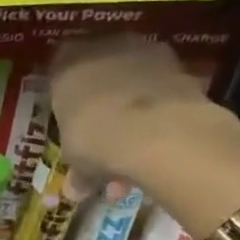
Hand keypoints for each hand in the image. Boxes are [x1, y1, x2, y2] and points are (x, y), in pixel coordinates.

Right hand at [46, 36, 230, 184]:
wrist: (157, 129)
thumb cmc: (96, 137)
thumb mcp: (76, 158)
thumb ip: (77, 169)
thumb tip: (76, 189)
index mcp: (67, 66)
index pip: (58, 70)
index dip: (63, 94)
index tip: (67, 117)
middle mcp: (104, 49)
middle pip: (99, 72)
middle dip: (100, 102)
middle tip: (102, 136)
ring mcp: (146, 53)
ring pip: (132, 82)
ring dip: (132, 112)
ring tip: (133, 153)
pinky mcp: (180, 66)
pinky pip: (160, 91)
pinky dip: (157, 113)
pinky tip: (157, 145)